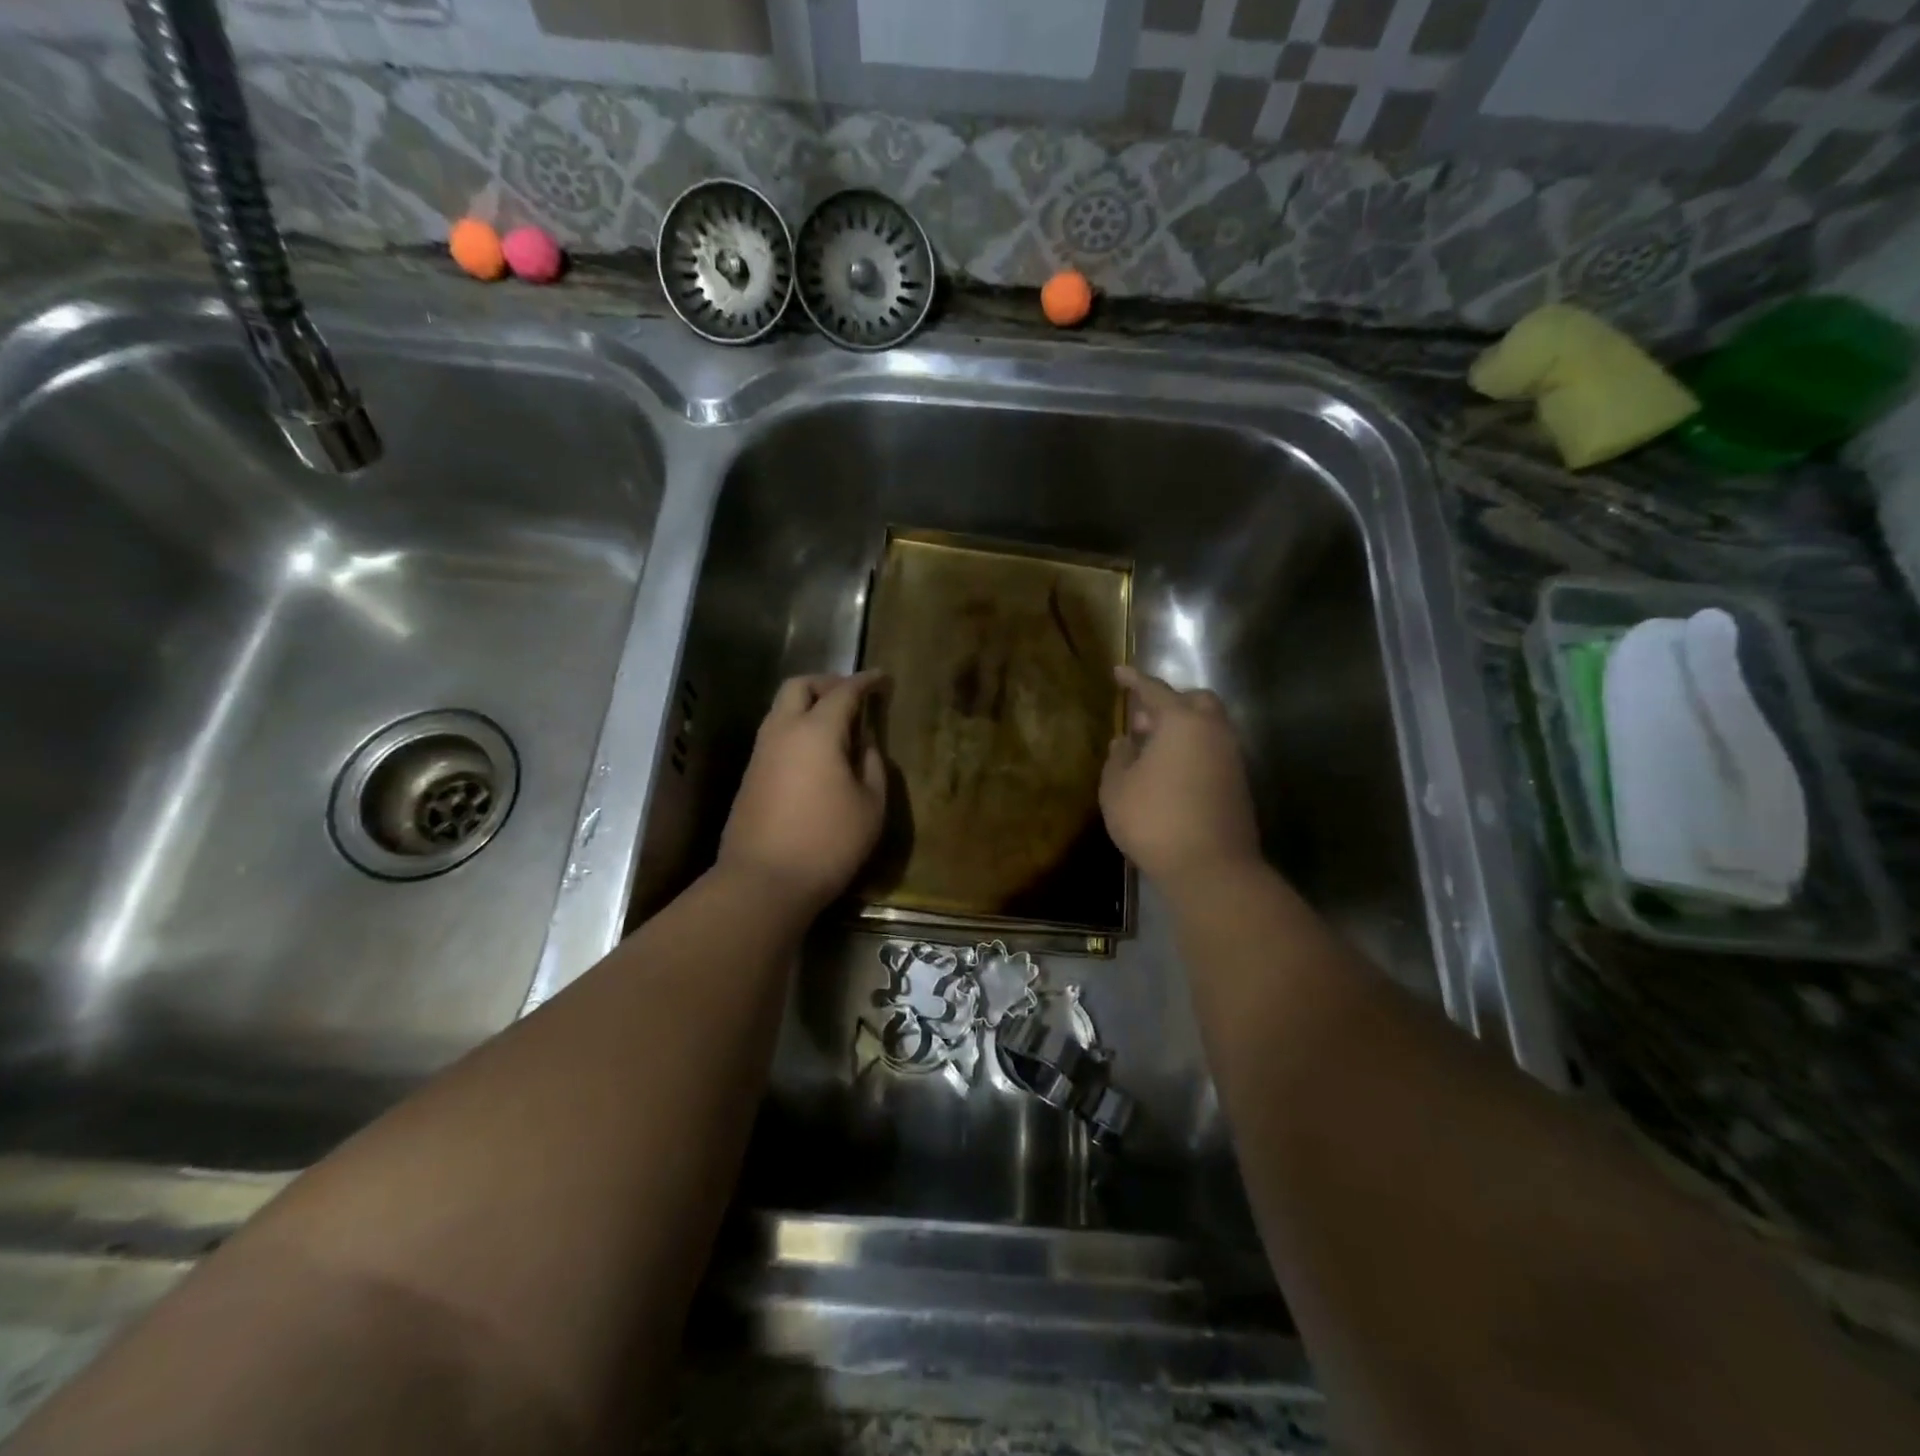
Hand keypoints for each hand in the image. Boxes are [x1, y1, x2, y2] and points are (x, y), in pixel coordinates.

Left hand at [718, 671, 888, 915]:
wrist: (763, 882)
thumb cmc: (828, 843)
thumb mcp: (870, 806)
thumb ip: (872, 765)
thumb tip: (864, 743)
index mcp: (816, 731)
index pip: (844, 691)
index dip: (866, 681)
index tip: (883, 678)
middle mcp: (782, 732)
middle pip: (799, 686)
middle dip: (828, 683)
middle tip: (853, 696)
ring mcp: (761, 753)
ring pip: (781, 710)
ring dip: (809, 706)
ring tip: (838, 726)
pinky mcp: (751, 776)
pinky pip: (776, 735)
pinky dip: (797, 729)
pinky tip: (817, 754)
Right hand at [1100, 665, 1261, 887]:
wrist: (1211, 867)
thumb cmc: (1154, 820)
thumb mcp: (1117, 788)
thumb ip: (1118, 758)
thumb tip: (1126, 742)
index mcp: (1182, 722)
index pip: (1155, 690)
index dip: (1134, 680)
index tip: (1119, 671)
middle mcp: (1212, 731)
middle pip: (1195, 701)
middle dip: (1169, 702)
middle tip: (1142, 718)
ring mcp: (1231, 757)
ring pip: (1208, 727)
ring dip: (1181, 728)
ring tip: (1151, 749)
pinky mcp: (1238, 783)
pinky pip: (1213, 751)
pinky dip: (1192, 750)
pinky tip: (1170, 772)